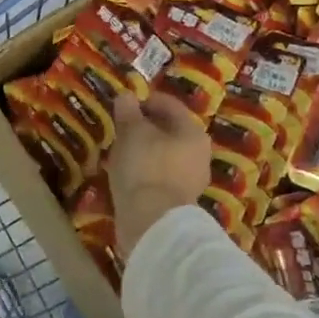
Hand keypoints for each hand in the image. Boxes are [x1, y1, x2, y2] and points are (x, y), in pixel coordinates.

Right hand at [109, 93, 210, 259]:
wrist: (152, 221)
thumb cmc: (145, 167)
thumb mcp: (131, 133)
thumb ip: (128, 112)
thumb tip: (126, 95)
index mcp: (192, 131)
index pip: (169, 105)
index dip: (145, 100)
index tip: (123, 104)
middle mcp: (199, 154)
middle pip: (169, 131)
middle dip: (145, 128)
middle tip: (120, 128)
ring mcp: (191, 180)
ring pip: (164, 155)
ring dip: (144, 151)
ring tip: (119, 152)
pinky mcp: (178, 202)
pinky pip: (159, 177)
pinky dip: (145, 172)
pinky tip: (127, 175)